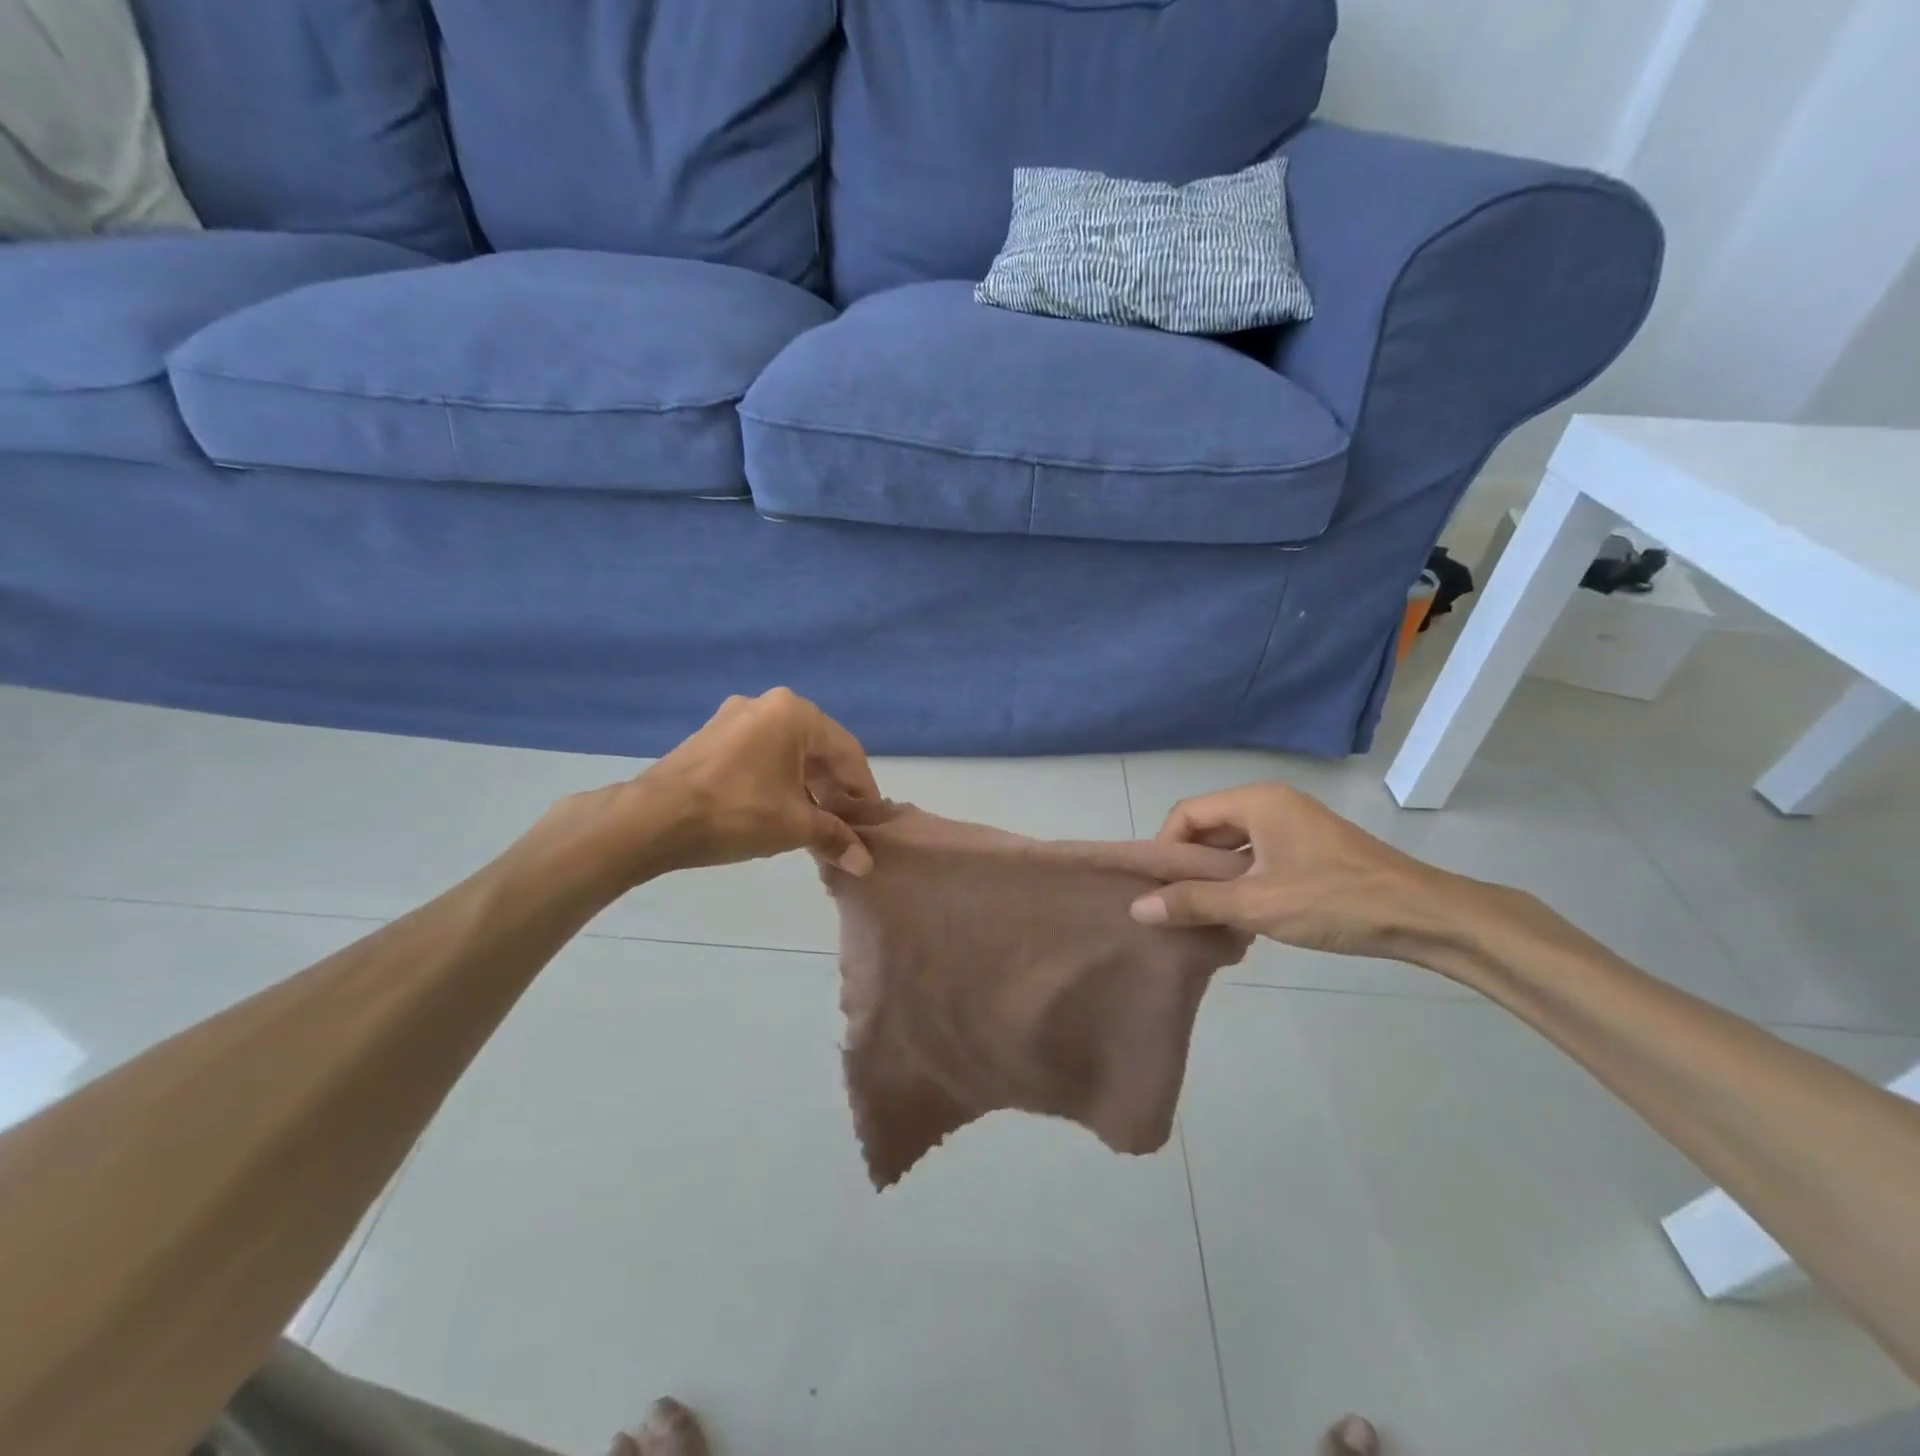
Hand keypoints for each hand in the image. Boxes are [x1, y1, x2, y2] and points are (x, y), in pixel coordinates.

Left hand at [635, 688, 880, 875]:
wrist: (651, 820)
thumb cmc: (735, 813)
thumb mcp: (794, 826)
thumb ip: (835, 838)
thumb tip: (866, 864)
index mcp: (794, 713)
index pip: (847, 751)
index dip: (864, 789)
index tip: (872, 821)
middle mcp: (767, 704)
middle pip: (817, 748)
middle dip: (835, 788)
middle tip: (845, 824)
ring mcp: (734, 717)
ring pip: (788, 751)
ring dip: (807, 786)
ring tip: (815, 823)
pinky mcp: (712, 736)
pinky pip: (760, 754)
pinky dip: (778, 779)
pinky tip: (779, 810)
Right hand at [1128, 782, 1470, 962]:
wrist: (1424, 917)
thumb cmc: (1334, 900)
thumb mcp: (1256, 904)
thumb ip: (1194, 903)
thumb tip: (1137, 908)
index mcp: (1257, 801)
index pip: (1187, 813)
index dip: (1165, 847)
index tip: (1158, 887)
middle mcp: (1273, 803)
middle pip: (1210, 826)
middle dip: (1188, 864)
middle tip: (1174, 903)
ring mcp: (1295, 826)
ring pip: (1234, 845)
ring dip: (1215, 876)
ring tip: (1202, 913)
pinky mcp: (1310, 849)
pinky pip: (1258, 856)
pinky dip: (1241, 880)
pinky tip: (1239, 915)